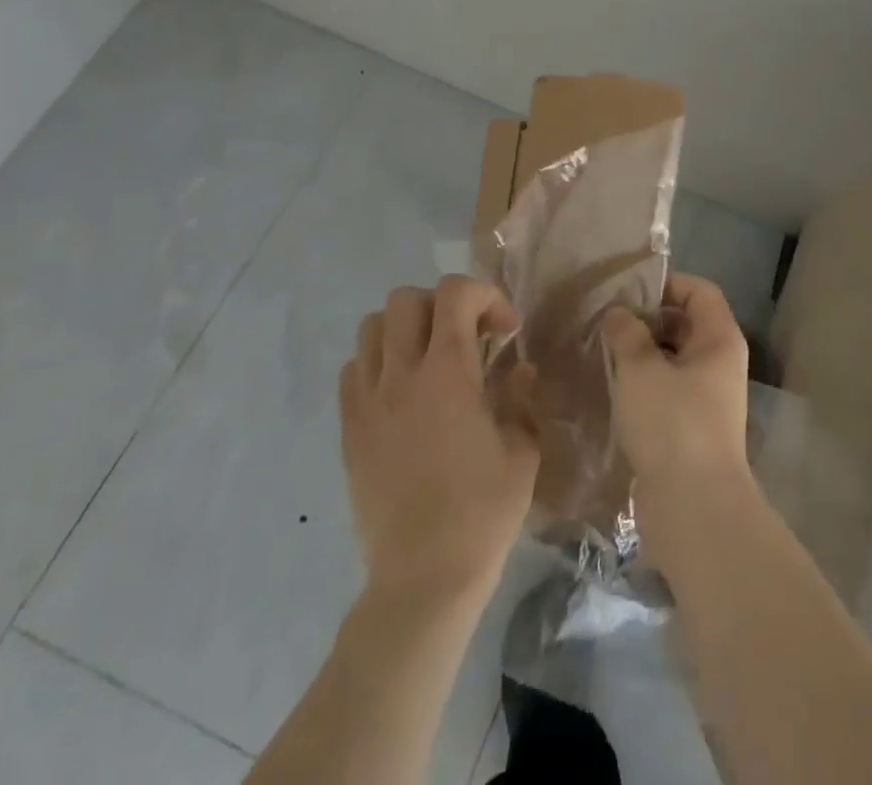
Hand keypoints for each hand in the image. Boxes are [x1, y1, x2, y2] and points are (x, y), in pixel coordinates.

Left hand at [339, 276, 537, 601]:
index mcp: (449, 374)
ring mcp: (368, 403)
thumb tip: (519, 371)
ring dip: (405, 329)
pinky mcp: (349, 430)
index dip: (486, 296)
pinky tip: (402, 393)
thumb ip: (521, 398)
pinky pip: (353, 370)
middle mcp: (401, 376)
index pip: (455, 294)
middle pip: (405, 299)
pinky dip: (378, 363)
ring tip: (431, 359)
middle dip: (442, 305)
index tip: (506, 332)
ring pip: (371, 327)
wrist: (424, 578)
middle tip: (467, 338)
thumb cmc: (483, 513)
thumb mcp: (522, 450)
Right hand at [601, 274, 753, 558]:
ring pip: (673, 359)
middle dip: (647, 319)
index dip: (666, 283)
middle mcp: (720, 363)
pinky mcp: (691, 428)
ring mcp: (708, 398)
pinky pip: (667, 390)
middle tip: (606, 319)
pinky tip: (610, 386)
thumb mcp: (642, 370)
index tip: (626, 290)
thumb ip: (627, 333)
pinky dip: (643, 383)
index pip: (699, 290)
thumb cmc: (672, 424)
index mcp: (719, 339)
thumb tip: (619, 313)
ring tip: (601, 349)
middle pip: (685, 323)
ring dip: (641, 353)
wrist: (693, 507)